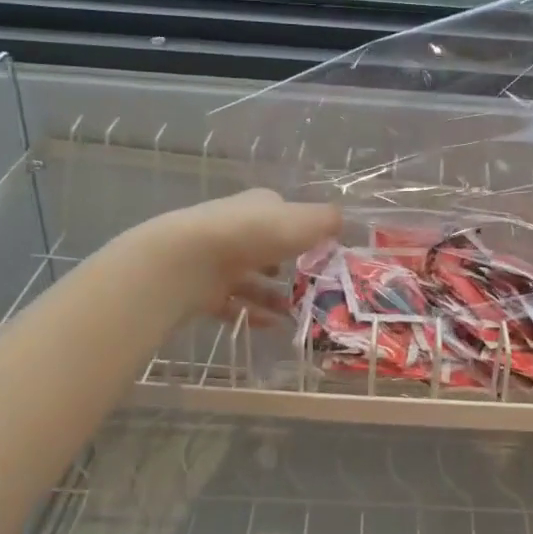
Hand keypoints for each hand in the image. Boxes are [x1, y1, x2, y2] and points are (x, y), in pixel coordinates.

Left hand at [134, 188, 341, 324]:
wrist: (190, 260)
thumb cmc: (255, 234)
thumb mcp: (304, 221)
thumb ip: (326, 221)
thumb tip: (342, 221)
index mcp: (259, 206)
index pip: (284, 214)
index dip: (303, 231)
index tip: (323, 252)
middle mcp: (237, 229)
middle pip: (266, 248)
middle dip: (288, 266)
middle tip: (313, 287)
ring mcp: (217, 260)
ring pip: (250, 279)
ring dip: (273, 295)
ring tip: (297, 313)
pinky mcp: (204, 289)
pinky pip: (233, 304)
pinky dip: (253, 314)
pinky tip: (274, 326)